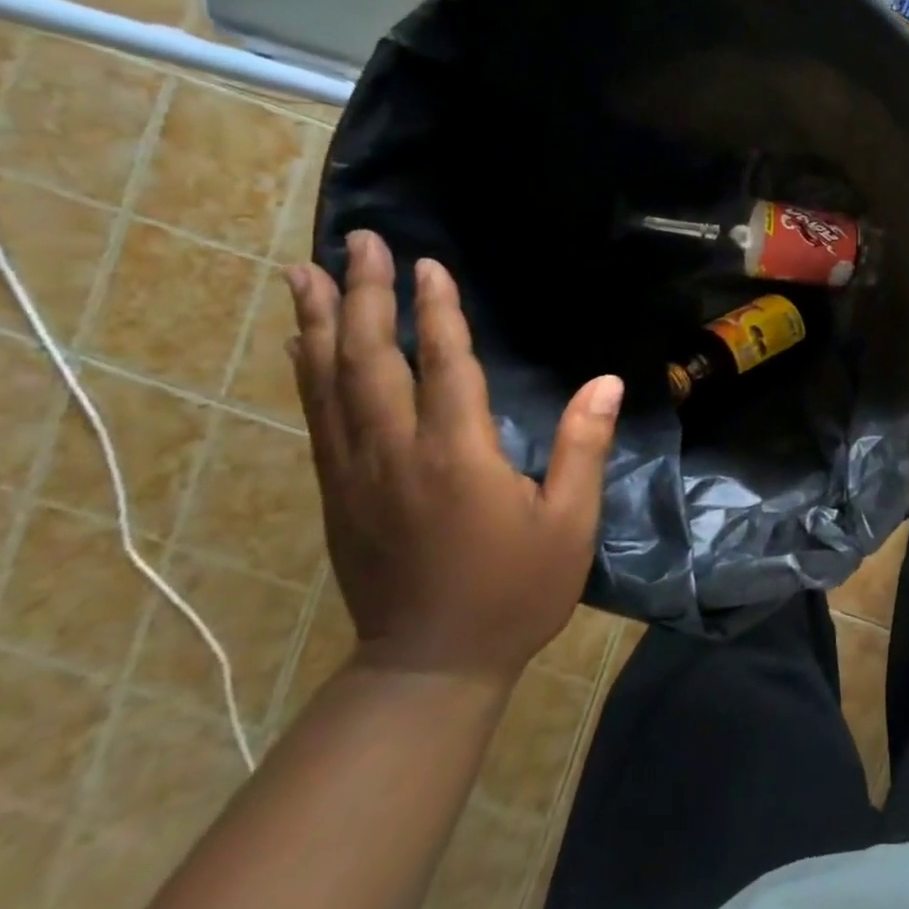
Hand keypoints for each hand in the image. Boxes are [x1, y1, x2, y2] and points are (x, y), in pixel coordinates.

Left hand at [286, 231, 622, 685]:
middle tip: (356, 242)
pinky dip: (307, 372)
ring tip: (301, 273)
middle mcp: (395, 453)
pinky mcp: (337, 493)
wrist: (429, 666)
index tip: (427, 263)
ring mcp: (355, 473)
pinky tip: (301, 345)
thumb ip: (583, 447)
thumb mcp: (569, 523)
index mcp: (456, 455)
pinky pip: (317, 417)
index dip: (435, 310)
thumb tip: (607, 382)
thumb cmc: (514, 590)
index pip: (444, 364)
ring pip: (328, 383)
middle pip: (369, 359)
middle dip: (362, 295)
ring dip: (317, 323)